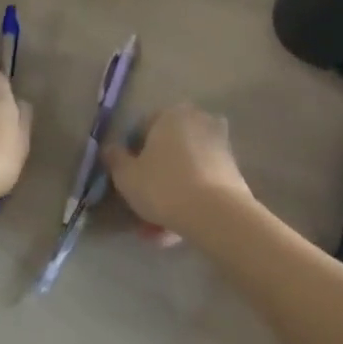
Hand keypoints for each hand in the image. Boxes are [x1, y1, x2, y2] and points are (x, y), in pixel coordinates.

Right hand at [102, 103, 250, 242]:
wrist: (217, 213)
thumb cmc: (164, 186)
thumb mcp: (127, 176)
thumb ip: (115, 159)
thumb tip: (109, 148)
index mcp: (171, 114)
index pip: (143, 128)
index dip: (131, 154)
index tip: (127, 178)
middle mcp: (198, 120)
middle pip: (167, 149)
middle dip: (154, 177)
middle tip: (142, 204)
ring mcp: (219, 144)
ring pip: (185, 170)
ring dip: (171, 194)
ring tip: (157, 230)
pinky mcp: (233, 170)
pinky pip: (202, 183)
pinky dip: (190, 200)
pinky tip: (177, 229)